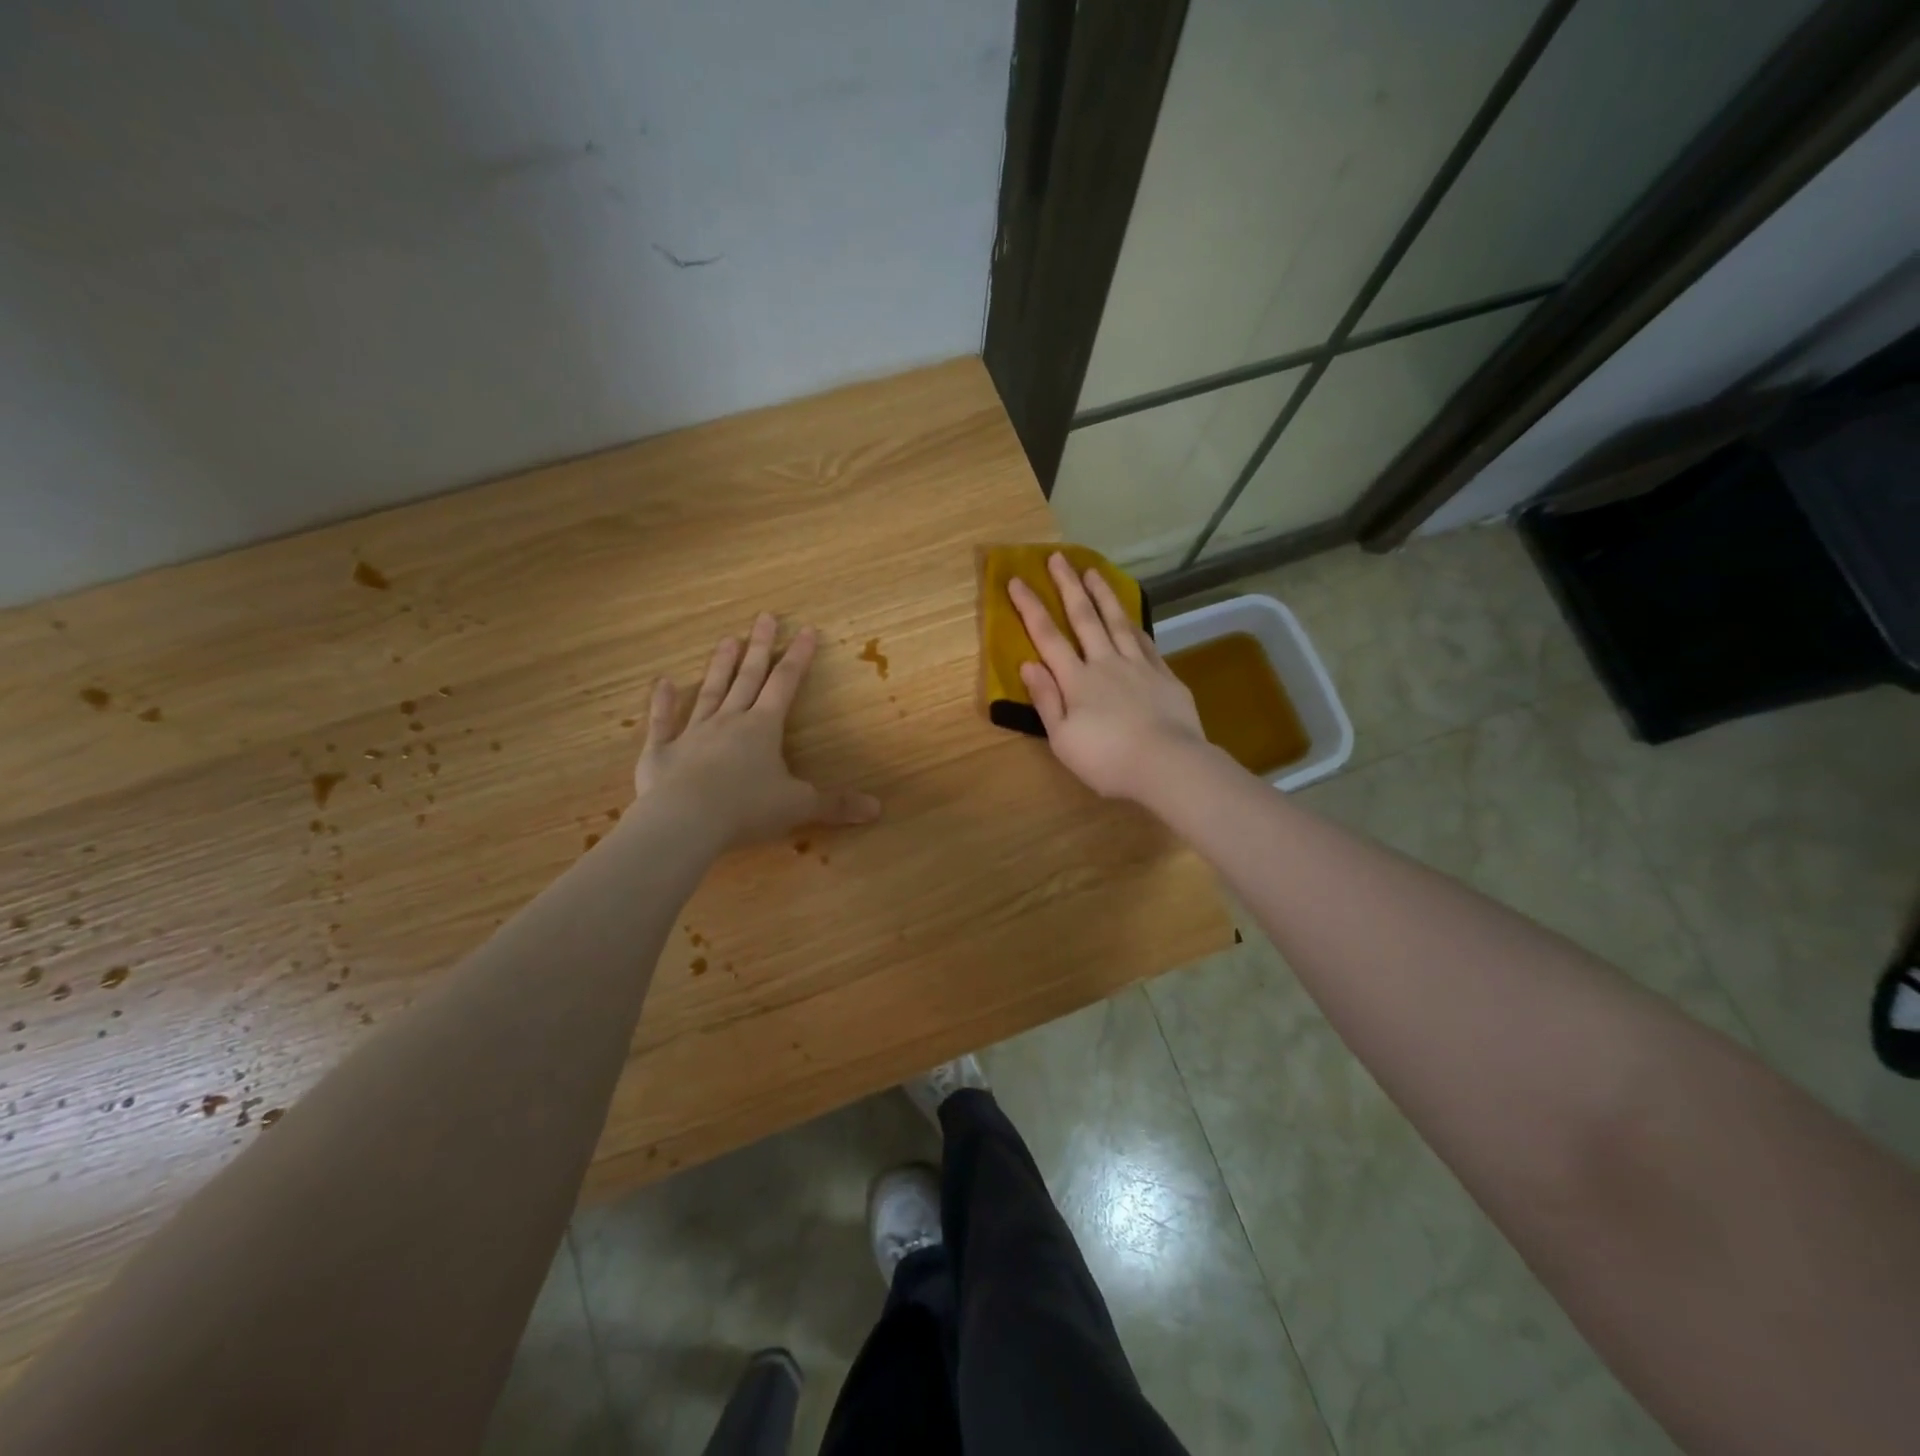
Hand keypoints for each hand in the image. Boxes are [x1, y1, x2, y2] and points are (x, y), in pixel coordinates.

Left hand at [634, 614, 880, 846]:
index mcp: (763, 728)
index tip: (806, 630)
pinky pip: (662, 722)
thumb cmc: (746, 809)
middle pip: (748, 677)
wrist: (684, 821)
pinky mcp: (660, 753)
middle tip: (764, 617)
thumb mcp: (798, 806)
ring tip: (727, 639)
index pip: (785, 684)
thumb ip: (835, 805)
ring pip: (710, 692)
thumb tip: (877, 809)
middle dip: (760, 647)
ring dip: (720, 666)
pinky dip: (662, 702)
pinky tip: (662, 682)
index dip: (798, 657)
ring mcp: (692, 733)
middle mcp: (728, 721)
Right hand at [1008, 554, 1208, 802]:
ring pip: (1118, 621)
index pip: (1048, 636)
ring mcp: (1139, 666)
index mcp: (1077, 680)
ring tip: (1093, 570)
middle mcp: (1106, 663)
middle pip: (1084, 618)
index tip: (1016, 579)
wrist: (1168, 765)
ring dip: (1103, 594)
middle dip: (1068, 586)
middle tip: (1058, 557)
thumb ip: (1046, 699)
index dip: (1030, 607)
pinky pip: (1146, 642)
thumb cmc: (1107, 760)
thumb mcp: (1063, 739)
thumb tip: (1028, 663)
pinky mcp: (1165, 676)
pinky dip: (1135, 625)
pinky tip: (1131, 617)